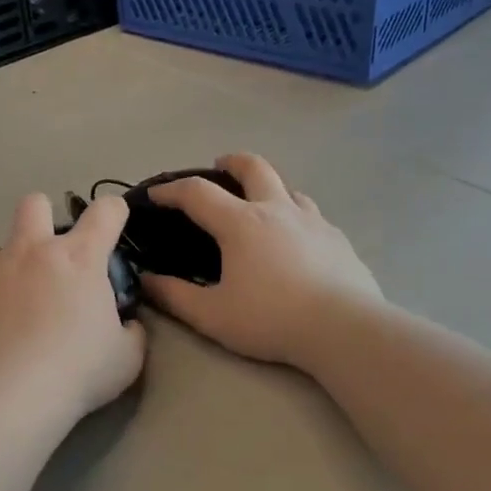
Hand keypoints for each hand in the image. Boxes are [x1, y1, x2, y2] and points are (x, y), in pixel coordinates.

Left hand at [0, 193, 145, 423]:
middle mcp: (29, 253)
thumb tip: (126, 325)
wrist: (12, 397)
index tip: (113, 228)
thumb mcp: (127, 357)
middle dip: (42, 218)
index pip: (105, 211)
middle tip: (48, 254)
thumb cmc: (79, 371)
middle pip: (33, 205)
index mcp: (78, 258)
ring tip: (1, 286)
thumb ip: (130, 332)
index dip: (113, 213)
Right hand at [139, 153, 382, 367]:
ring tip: (259, 205)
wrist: (344, 328)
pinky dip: (294, 215)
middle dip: (230, 162)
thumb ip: (174, 296)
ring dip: (267, 187)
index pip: (197, 193)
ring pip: (287, 187)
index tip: (156, 195)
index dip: (172, 190)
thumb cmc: (271, 319)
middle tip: (219, 168)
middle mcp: (276, 210)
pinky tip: (295, 238)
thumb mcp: (212, 315)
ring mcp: (312, 221)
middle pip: (253, 167)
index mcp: (241, 223)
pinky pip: (311, 214)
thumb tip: (146, 280)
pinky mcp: (337, 238)